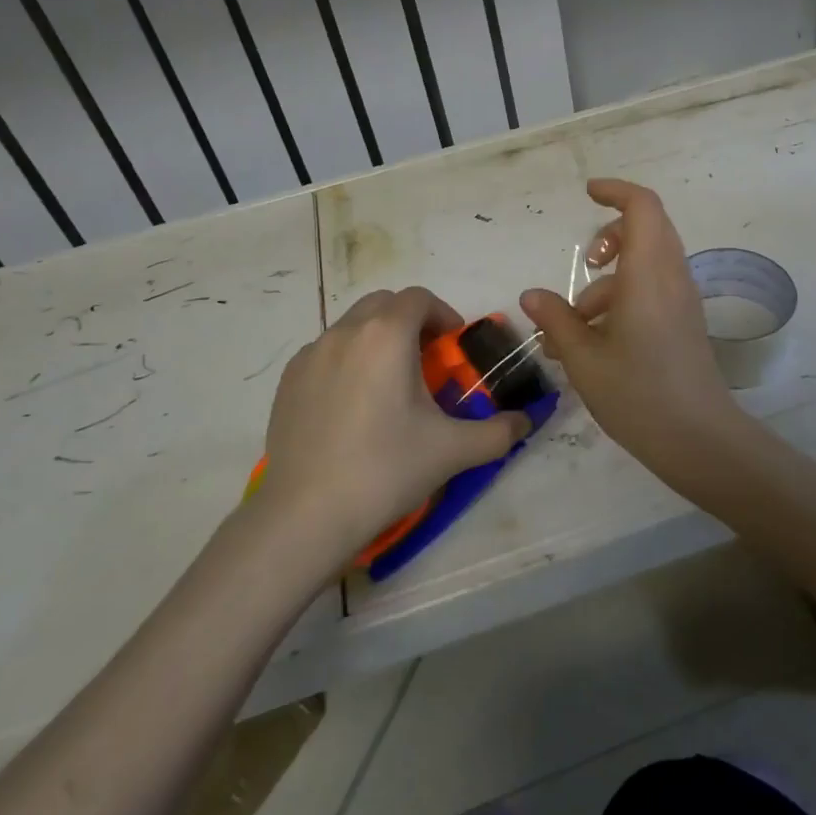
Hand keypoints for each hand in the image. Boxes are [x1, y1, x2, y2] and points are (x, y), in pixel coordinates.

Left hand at [258, 287, 529, 564]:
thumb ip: (499, 431)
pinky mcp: (288, 380)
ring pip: (352, 326)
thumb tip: (527, 422)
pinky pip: (325, 352)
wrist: (305, 515)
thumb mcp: (453, 450)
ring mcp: (311, 354)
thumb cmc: (385, 470)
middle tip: (425, 361)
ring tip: (388, 385)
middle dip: (409, 321)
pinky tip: (352, 406)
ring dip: (377, 339)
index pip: (419, 298)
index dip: (442, 315)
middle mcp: (346, 332)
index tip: (452, 348)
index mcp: (387, 335)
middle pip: (384, 303)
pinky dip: (346, 361)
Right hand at [519, 179, 746, 484]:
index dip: (616, 191)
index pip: (642, 207)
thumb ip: (557, 320)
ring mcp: (682, 300)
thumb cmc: (638, 395)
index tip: (587, 194)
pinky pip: (653, 288)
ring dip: (609, 280)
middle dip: (610, 237)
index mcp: (648, 275)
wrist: (699, 439)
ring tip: (573, 327)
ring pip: (646, 262)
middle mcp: (671, 277)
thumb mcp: (584, 358)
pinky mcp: (684, 321)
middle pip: (647, 228)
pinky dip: (622, 299)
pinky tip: (594, 343)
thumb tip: (531, 296)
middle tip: (585, 265)